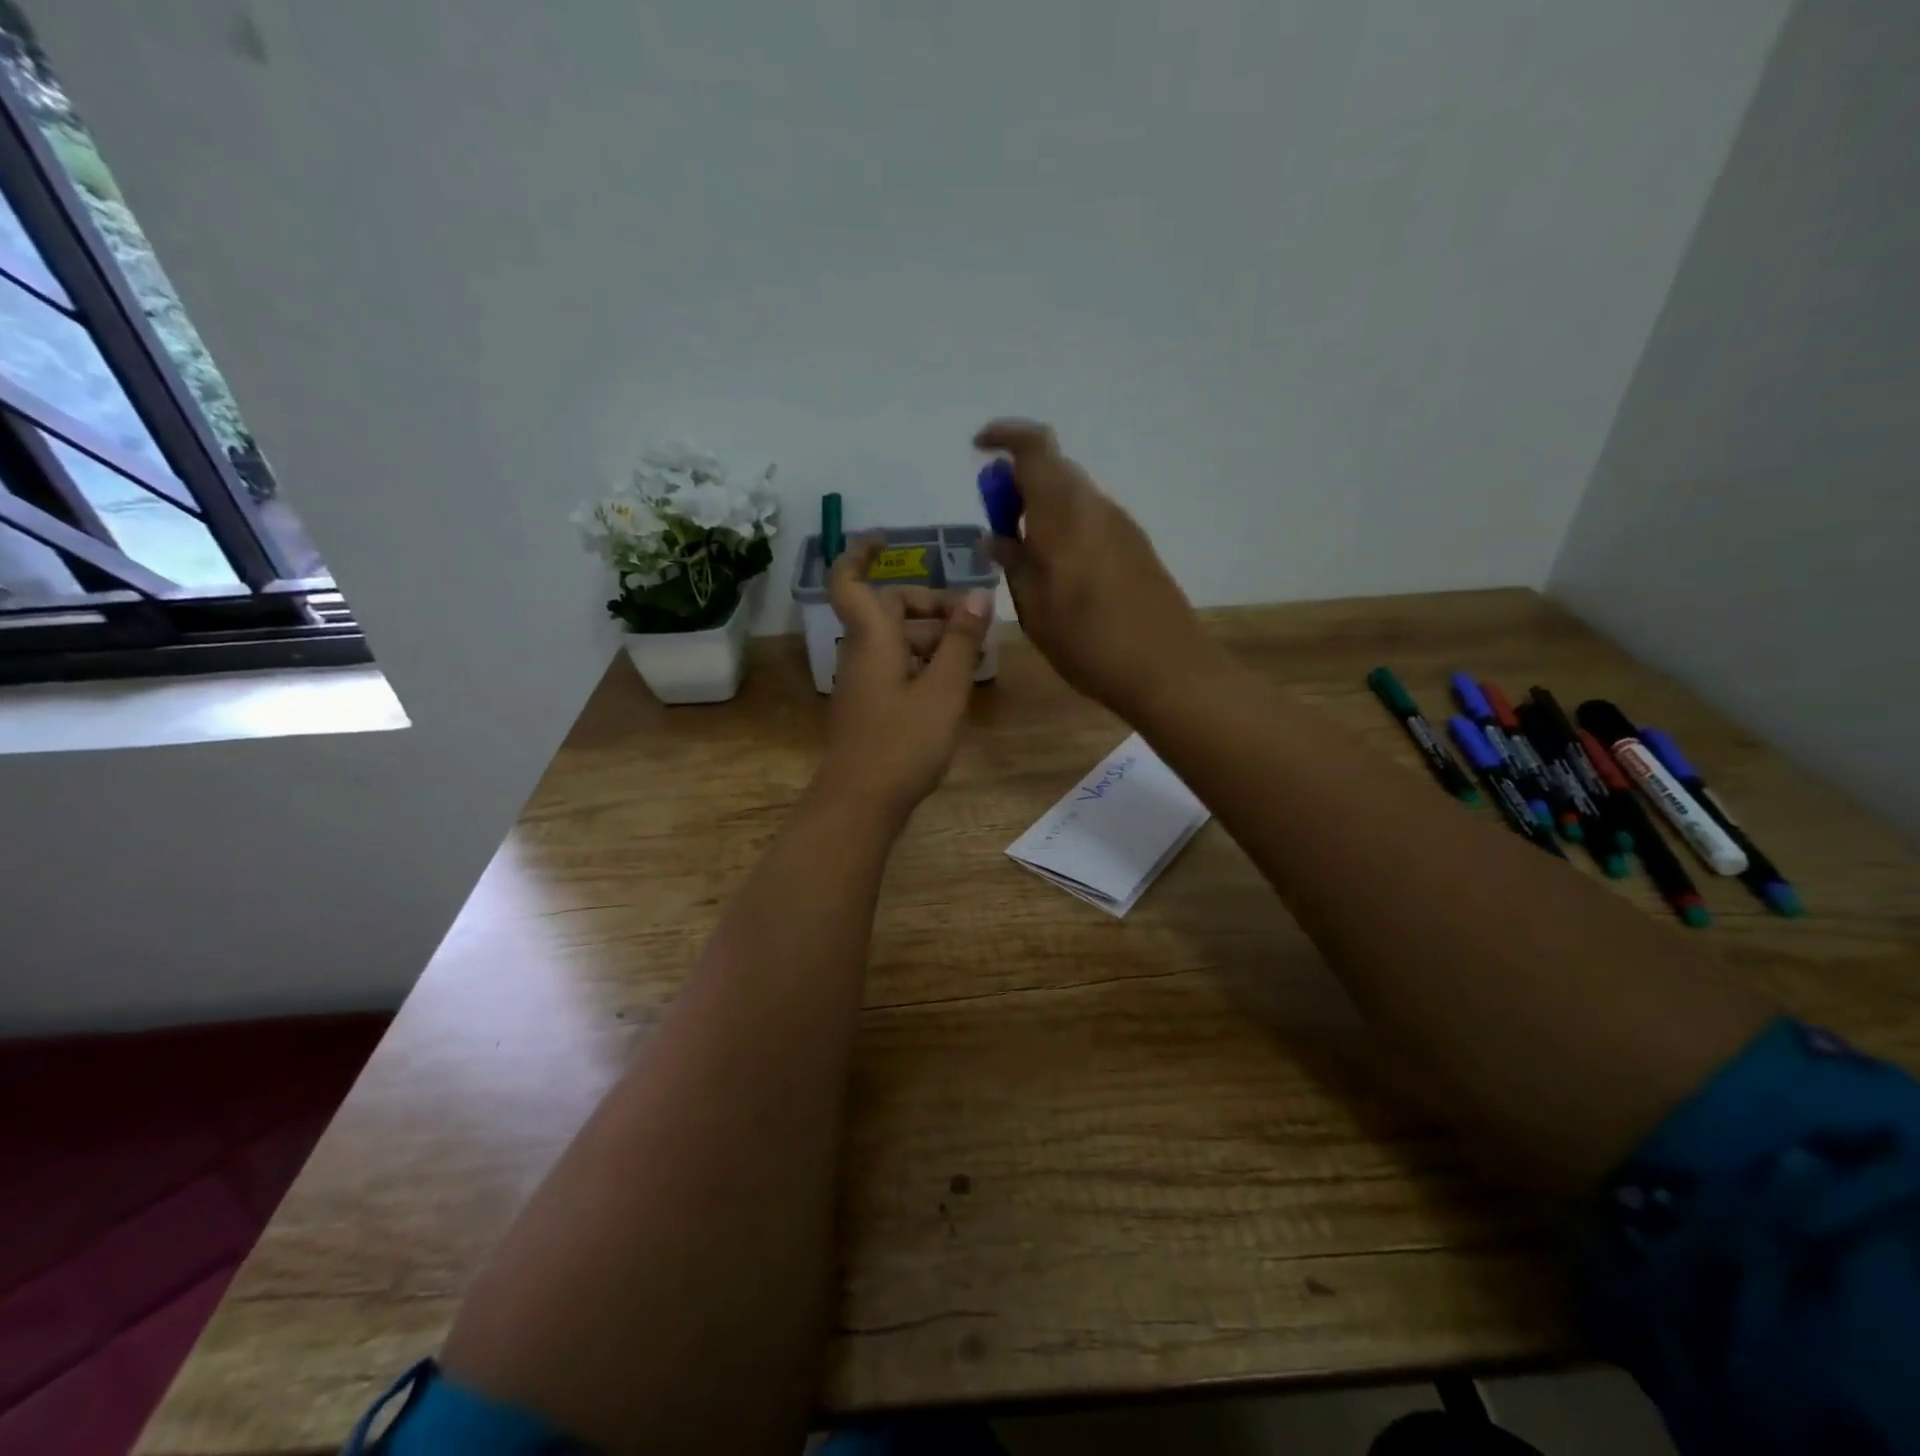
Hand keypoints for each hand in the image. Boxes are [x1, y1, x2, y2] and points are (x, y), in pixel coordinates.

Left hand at [816, 534, 994, 818]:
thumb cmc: (904, 741)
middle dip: (931, 607)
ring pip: (898, 642)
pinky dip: (925, 664)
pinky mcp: (871, 707)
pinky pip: (898, 669)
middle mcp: (862, 653)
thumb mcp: (944, 689)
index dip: (861, 553)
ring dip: (934, 639)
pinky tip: (954, 685)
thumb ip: (961, 640)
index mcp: (873, 638)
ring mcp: (864, 682)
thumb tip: (978, 594)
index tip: (887, 538)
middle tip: (973, 622)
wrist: (861, 802)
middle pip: (891, 611)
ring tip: (975, 656)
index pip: (851, 581)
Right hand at [974, 419, 1214, 718]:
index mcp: (1066, 515)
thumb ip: (1014, 565)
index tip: (979, 450)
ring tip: (1025, 557)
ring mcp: (1122, 526)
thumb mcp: (1035, 611)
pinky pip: (1091, 520)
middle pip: (1054, 470)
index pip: (1035, 447)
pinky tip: (1059, 573)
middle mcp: (1096, 507)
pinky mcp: (1137, 547)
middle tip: (998, 524)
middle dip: (1019, 484)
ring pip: (1074, 497)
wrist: (1169, 670)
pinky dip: (1066, 528)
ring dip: (1043, 509)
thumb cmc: (1090, 643)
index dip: (1004, 436)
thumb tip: (995, 537)